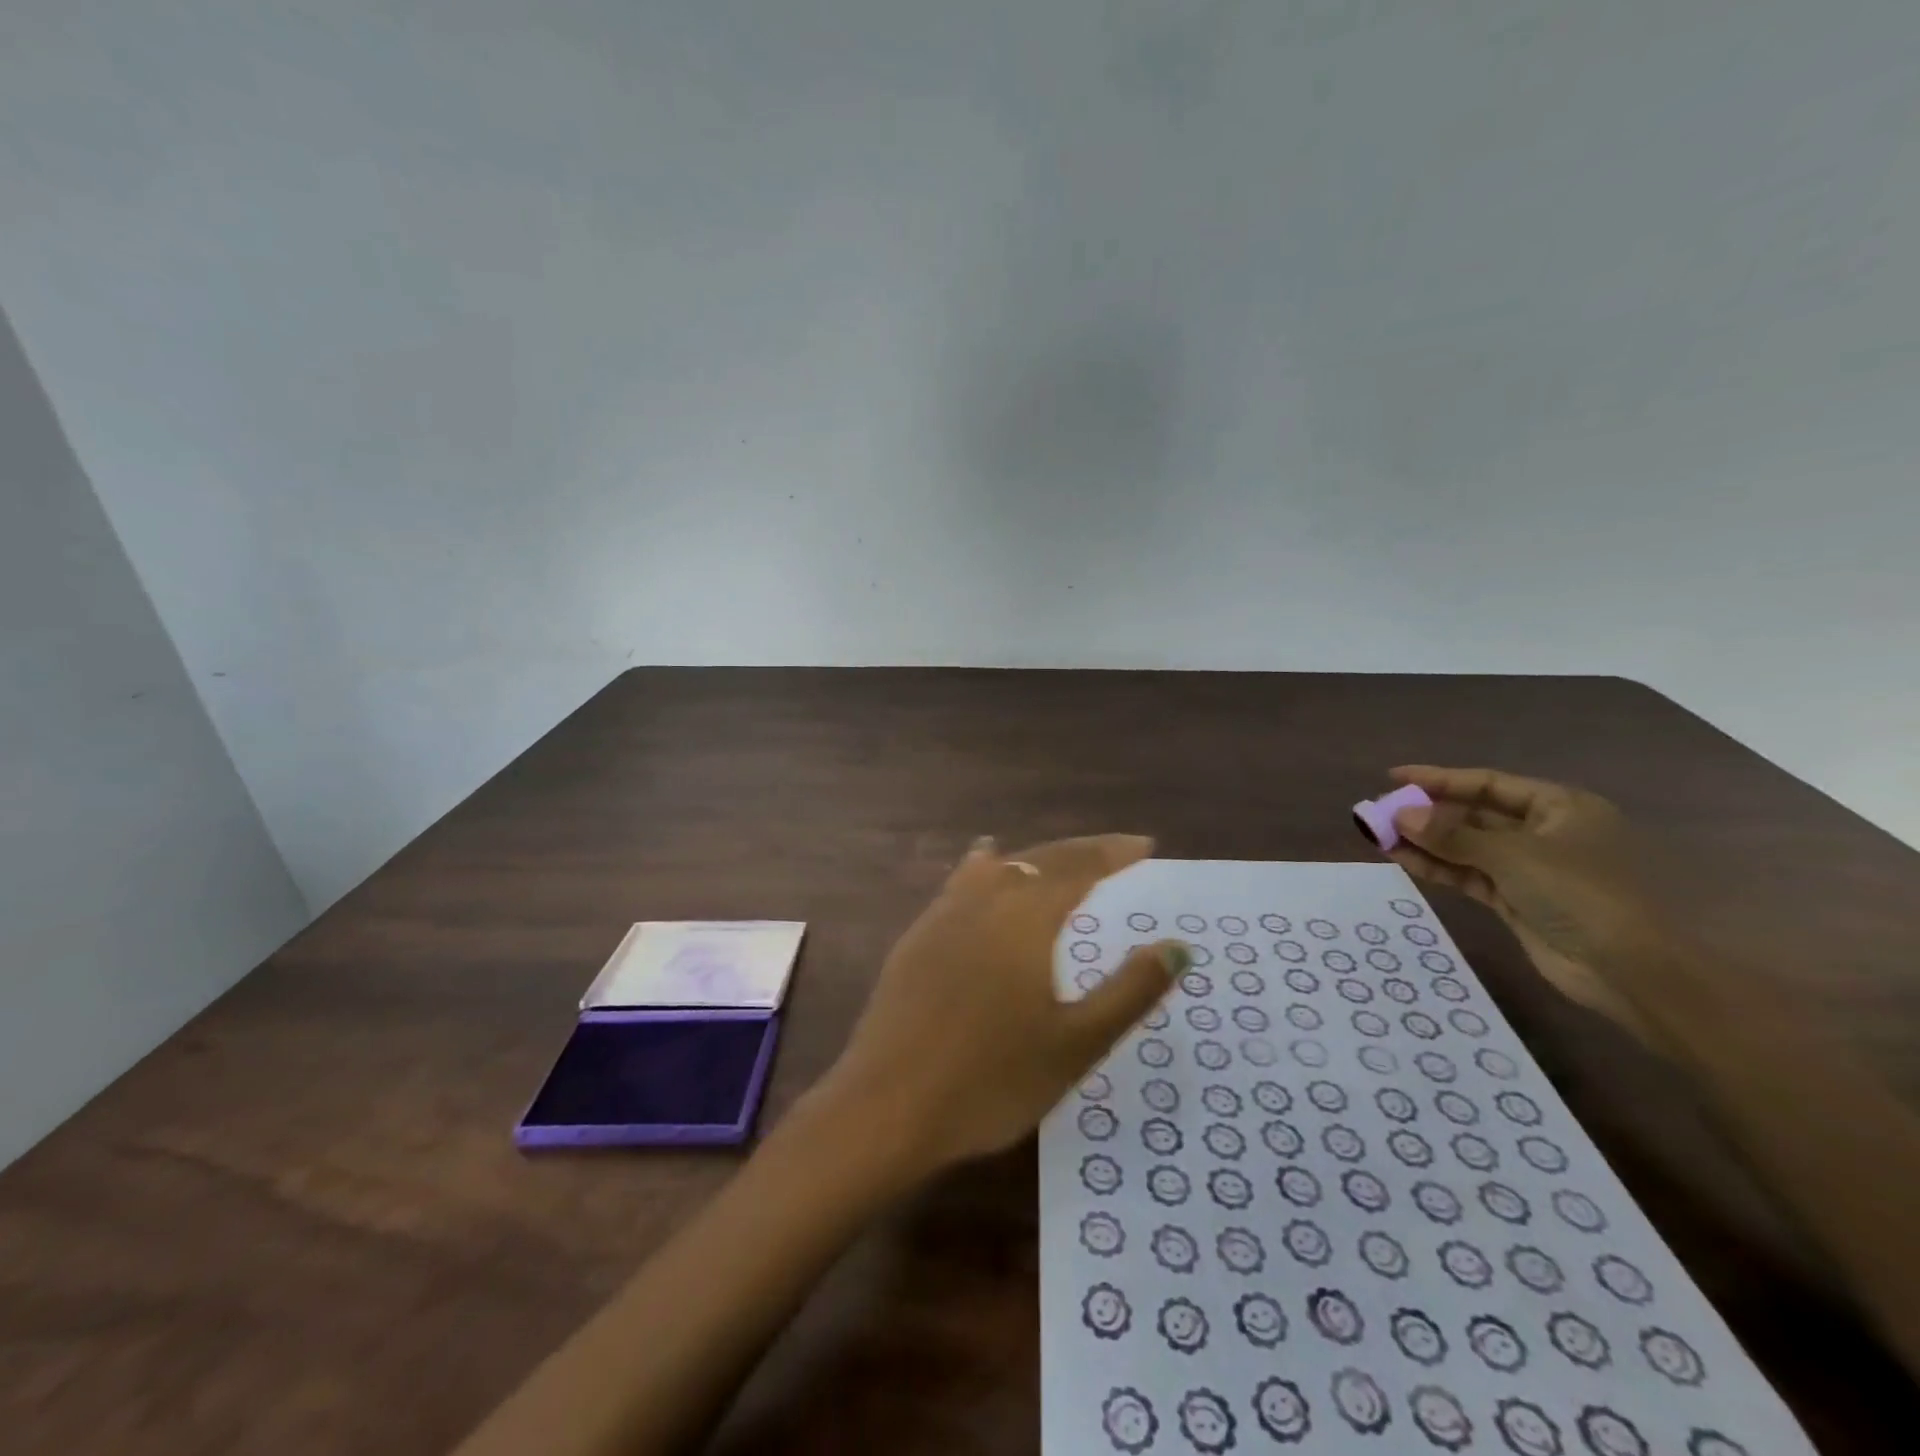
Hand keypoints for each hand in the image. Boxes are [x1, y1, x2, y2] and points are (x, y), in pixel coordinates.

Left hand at [809, 834, 1185, 1179]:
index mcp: (1026, 917)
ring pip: (997, 867)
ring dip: (1033, 859)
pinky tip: (982, 869)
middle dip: (1081, 852)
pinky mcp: (916, 938)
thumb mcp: (1076, 1044)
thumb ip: (1130, 991)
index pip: (1079, 868)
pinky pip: (961, 884)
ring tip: (1057, 857)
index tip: (1145, 845)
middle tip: (1115, 851)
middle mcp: (984, 901)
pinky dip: (985, 869)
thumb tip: (1177, 947)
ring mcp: (942, 916)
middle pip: (1039, 861)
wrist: (887, 1107)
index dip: (1113, 854)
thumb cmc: (992, 1080)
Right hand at [1382, 766, 1664, 1037]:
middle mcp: (1546, 832)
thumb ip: (1451, 834)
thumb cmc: (1581, 894)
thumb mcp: (1513, 856)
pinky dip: (1437, 866)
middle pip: (1475, 814)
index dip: (1439, 779)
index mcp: (1560, 807)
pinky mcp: (1517, 900)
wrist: (1631, 971)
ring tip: (1378, 835)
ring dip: (1425, 841)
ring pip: (1467, 846)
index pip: (1489, 783)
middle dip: (1427, 813)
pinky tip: (1402, 859)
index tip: (1393, 777)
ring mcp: (1531, 869)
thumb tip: (1399, 814)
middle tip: (1379, 811)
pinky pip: (1469, 874)